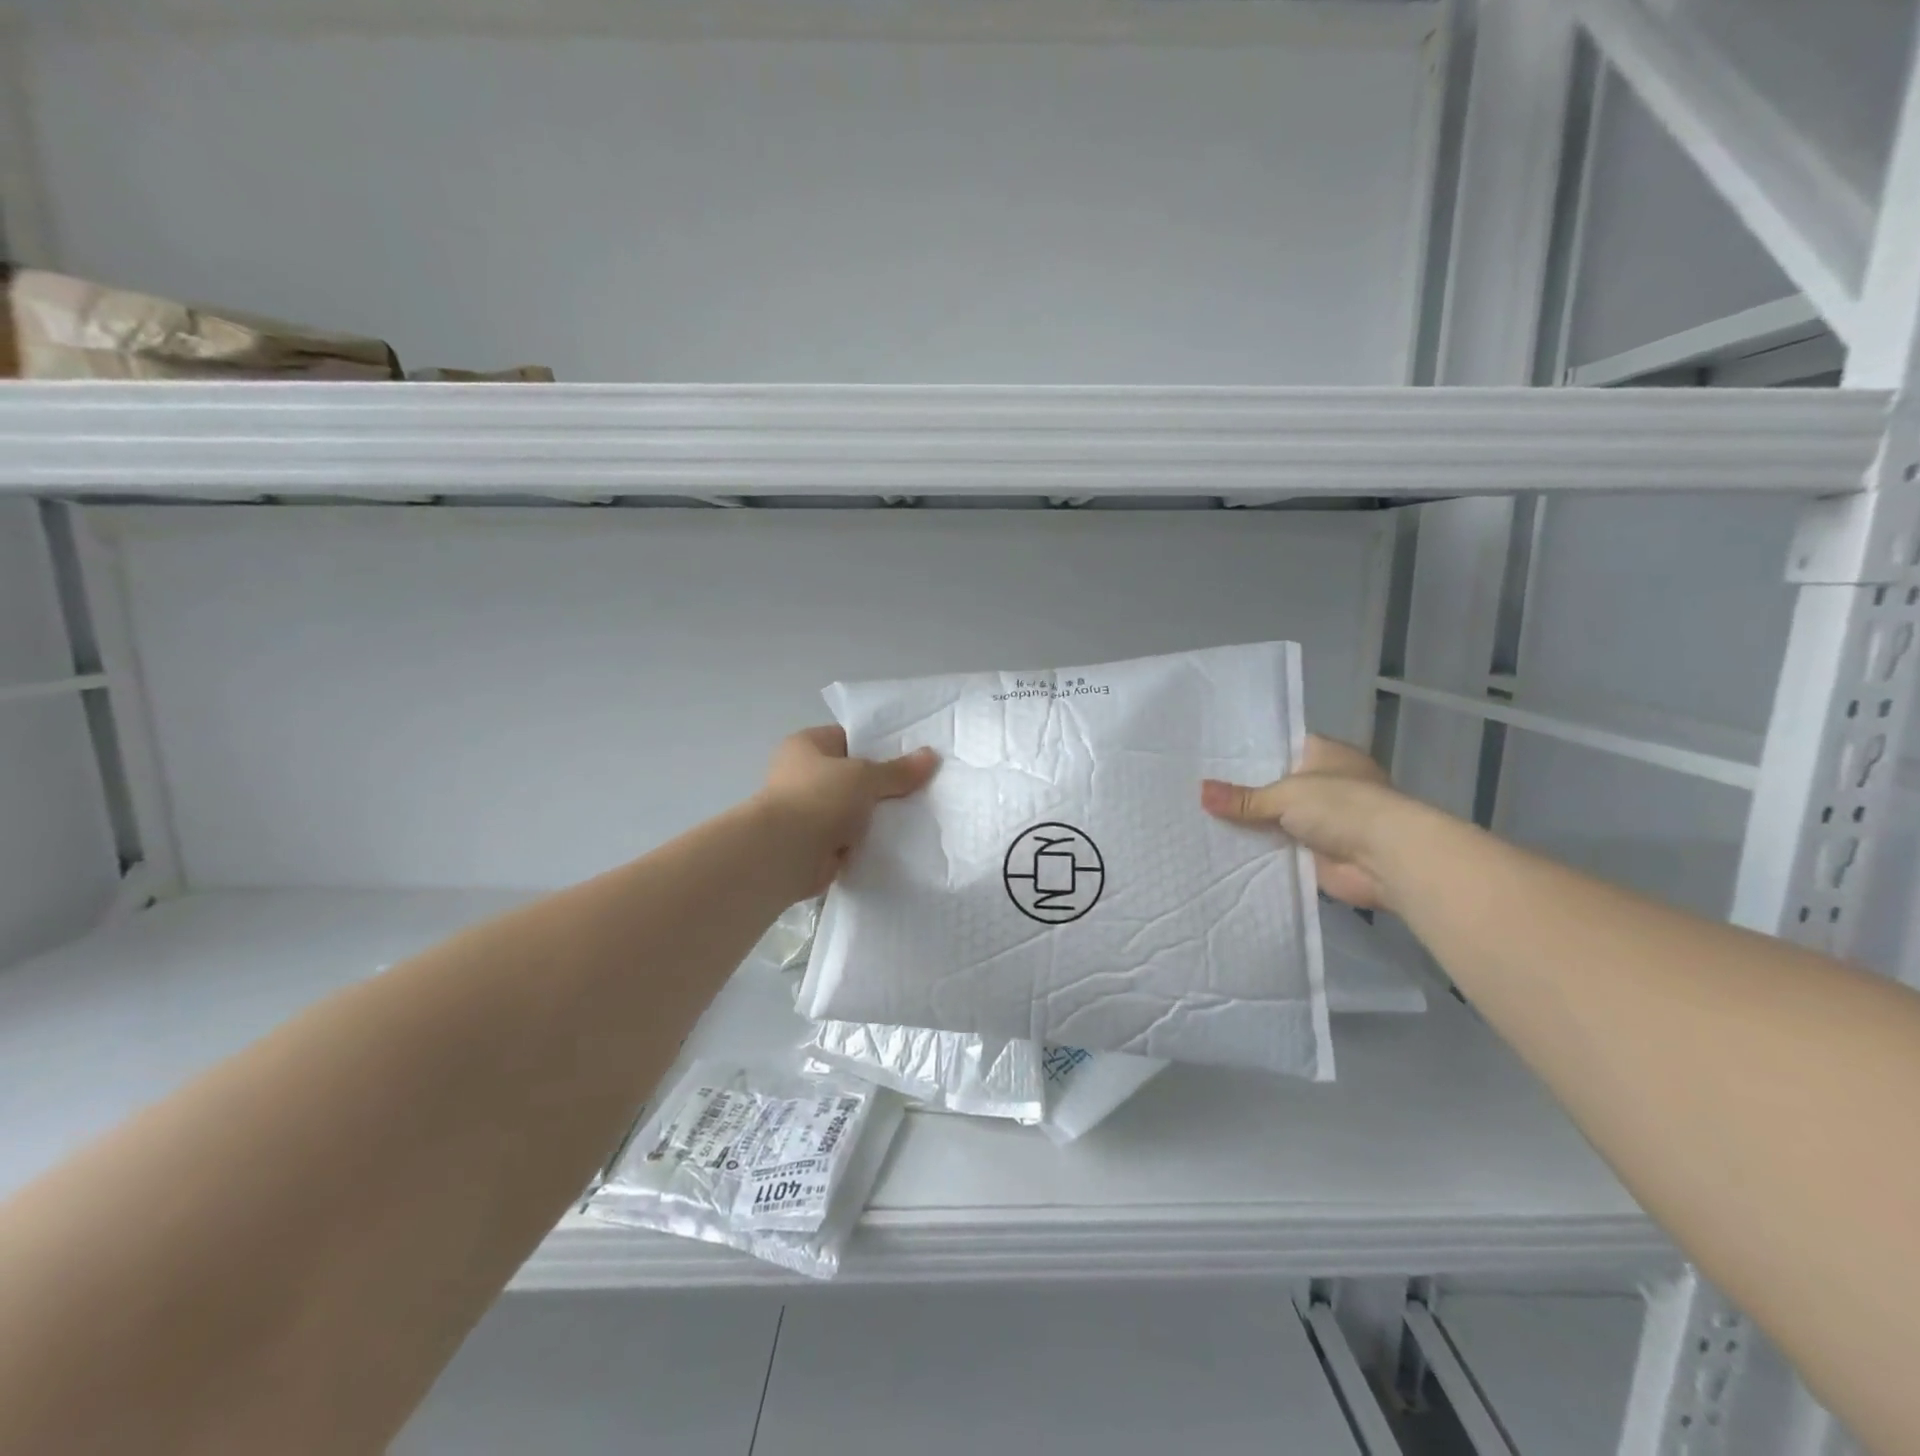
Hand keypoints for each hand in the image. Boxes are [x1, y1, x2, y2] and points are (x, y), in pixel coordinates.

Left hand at [756, 727, 939, 897]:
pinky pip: (850, 836)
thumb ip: (898, 770)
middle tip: (922, 786)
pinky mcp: (815, 842)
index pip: (850, 737)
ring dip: (876, 815)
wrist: (784, 855)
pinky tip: (897, 841)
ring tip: (917, 814)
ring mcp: (808, 810)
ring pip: (854, 808)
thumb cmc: (819, 798)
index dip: (881, 745)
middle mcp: (803, 774)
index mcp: (807, 745)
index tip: (913, 755)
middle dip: (883, 783)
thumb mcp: (865, 777)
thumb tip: (932, 755)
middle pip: (854, 775)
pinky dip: (867, 840)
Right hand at [1200, 736, 1411, 910]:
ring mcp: (1324, 820)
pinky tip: (1223, 849)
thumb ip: (1243, 798)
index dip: (1251, 753)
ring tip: (1200, 818)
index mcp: (1326, 755)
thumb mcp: (1285, 794)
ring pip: (1276, 819)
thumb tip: (1200, 791)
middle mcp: (1327, 784)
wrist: (1386, 859)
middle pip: (1276, 785)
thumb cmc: (1342, 806)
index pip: (1282, 746)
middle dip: (1245, 791)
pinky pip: (1280, 849)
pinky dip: (1260, 851)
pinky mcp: (1318, 853)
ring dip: (1252, 824)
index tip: (1213, 757)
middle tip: (1197, 788)